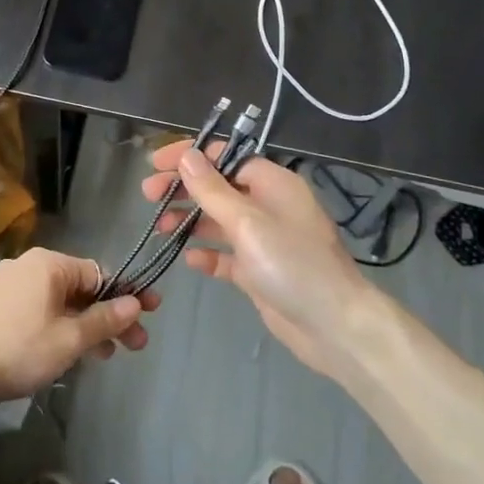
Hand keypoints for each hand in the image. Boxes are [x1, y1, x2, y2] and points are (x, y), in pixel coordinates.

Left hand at [0, 248, 157, 401]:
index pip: (99, 274)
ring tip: (103, 355)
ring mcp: (9, 283)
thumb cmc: (19, 348)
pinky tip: (68, 350)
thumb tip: (135, 303)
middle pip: (80, 288)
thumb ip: (104, 320)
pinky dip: (59, 325)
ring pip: (59, 301)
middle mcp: (29, 264)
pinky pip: (39, 308)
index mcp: (49, 264)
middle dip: (108, 316)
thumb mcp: (69, 339)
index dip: (127, 295)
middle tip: (133, 345)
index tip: (150, 314)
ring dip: (85, 324)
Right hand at [142, 140, 374, 376]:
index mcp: (273, 183)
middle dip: (184, 188)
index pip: (226, 156)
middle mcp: (268, 205)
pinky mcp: (259, 271)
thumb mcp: (248, 222)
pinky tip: (188, 260)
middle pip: (219, 187)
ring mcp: (264, 240)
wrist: (334, 327)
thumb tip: (187, 155)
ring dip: (190, 219)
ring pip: (219, 220)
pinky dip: (207, 254)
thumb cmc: (292, 264)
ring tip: (160, 227)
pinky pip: (226, 255)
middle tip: (148, 196)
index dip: (190, 156)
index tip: (156, 163)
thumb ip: (212, 190)